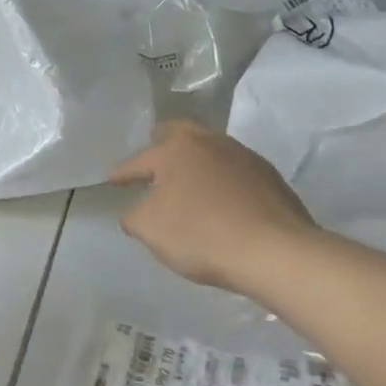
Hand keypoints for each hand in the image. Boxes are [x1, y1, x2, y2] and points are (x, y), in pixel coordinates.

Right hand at [110, 121, 316, 295]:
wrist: (274, 251)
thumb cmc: (201, 234)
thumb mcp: (149, 229)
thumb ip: (134, 215)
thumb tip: (136, 210)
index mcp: (176, 149)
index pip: (139, 161)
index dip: (122, 173)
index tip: (111, 181)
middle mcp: (209, 142)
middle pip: (179, 134)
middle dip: (162, 142)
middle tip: (152, 154)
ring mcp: (243, 156)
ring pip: (210, 149)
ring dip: (195, 161)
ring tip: (187, 179)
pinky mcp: (269, 176)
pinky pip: (234, 171)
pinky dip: (221, 179)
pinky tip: (220, 198)